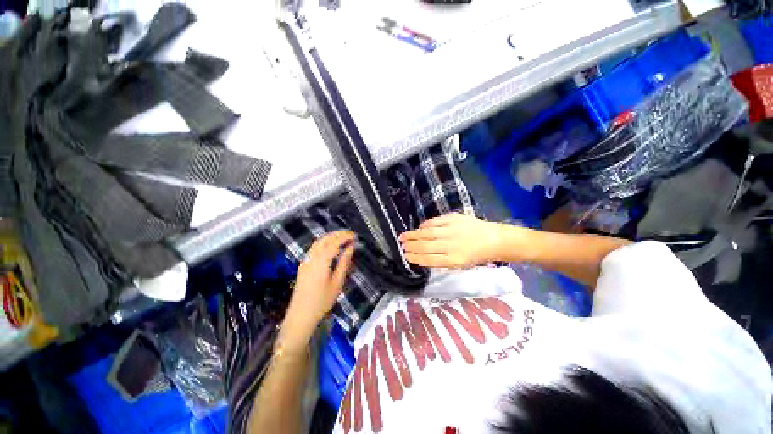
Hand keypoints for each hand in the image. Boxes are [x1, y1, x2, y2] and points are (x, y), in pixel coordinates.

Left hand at [279, 231, 354, 351]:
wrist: (301, 315)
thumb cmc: (322, 301)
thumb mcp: (337, 283)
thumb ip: (344, 263)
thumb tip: (350, 248)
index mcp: (322, 261)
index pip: (334, 242)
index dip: (344, 237)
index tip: (354, 235)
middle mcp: (312, 257)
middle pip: (325, 239)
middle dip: (337, 234)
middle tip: (349, 234)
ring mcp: (306, 260)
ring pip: (318, 242)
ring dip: (330, 237)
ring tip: (341, 237)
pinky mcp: (303, 265)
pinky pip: (314, 248)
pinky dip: (323, 242)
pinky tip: (329, 246)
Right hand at [399, 214, 503, 268]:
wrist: (493, 240)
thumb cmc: (476, 256)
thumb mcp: (460, 265)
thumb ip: (441, 261)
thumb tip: (422, 256)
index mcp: (453, 260)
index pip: (428, 259)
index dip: (415, 257)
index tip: (405, 256)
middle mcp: (451, 245)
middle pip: (425, 245)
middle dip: (410, 245)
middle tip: (401, 245)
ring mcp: (452, 230)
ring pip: (427, 233)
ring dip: (413, 235)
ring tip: (403, 236)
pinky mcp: (453, 219)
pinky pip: (434, 222)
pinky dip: (425, 225)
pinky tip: (419, 228)